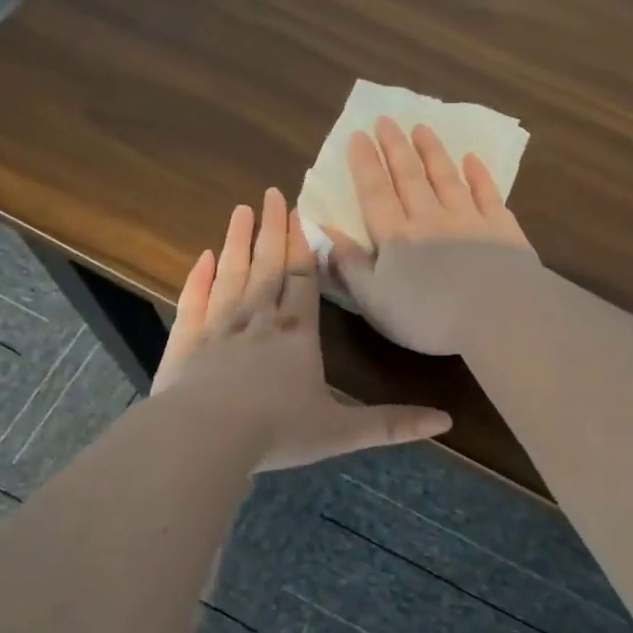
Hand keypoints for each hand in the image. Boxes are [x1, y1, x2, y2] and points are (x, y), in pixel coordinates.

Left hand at [150, 187, 451, 469]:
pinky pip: (195, 300)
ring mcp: (218, 326)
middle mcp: (258, 319)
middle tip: (271, 193)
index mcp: (297, 334)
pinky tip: (203, 258)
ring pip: (232, 274)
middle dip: (272, 229)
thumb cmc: (277, 431)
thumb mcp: (341, 432)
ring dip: (238, 241)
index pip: (304, 279)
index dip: (304, 246)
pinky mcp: (186, 341)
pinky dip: (199, 277)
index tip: (302, 212)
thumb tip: (446, 421)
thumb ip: (391, 424)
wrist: (204, 438)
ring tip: (240, 210)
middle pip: (268, 265)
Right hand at [325, 117, 540, 355]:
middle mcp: (430, 219)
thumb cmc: (429, 317)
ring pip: (446, 177)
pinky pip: (488, 194)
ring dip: (432, 152)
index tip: (358, 136)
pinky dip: (478, 175)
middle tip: (385, 120)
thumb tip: (325, 233)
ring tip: (421, 128)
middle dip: (395, 147)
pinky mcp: (502, 228)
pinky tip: (472, 159)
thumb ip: (350, 266)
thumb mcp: (375, 301)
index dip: (365, 164)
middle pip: (409, 176)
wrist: (498, 316)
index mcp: (396, 237)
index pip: (375, 193)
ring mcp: (469, 220)